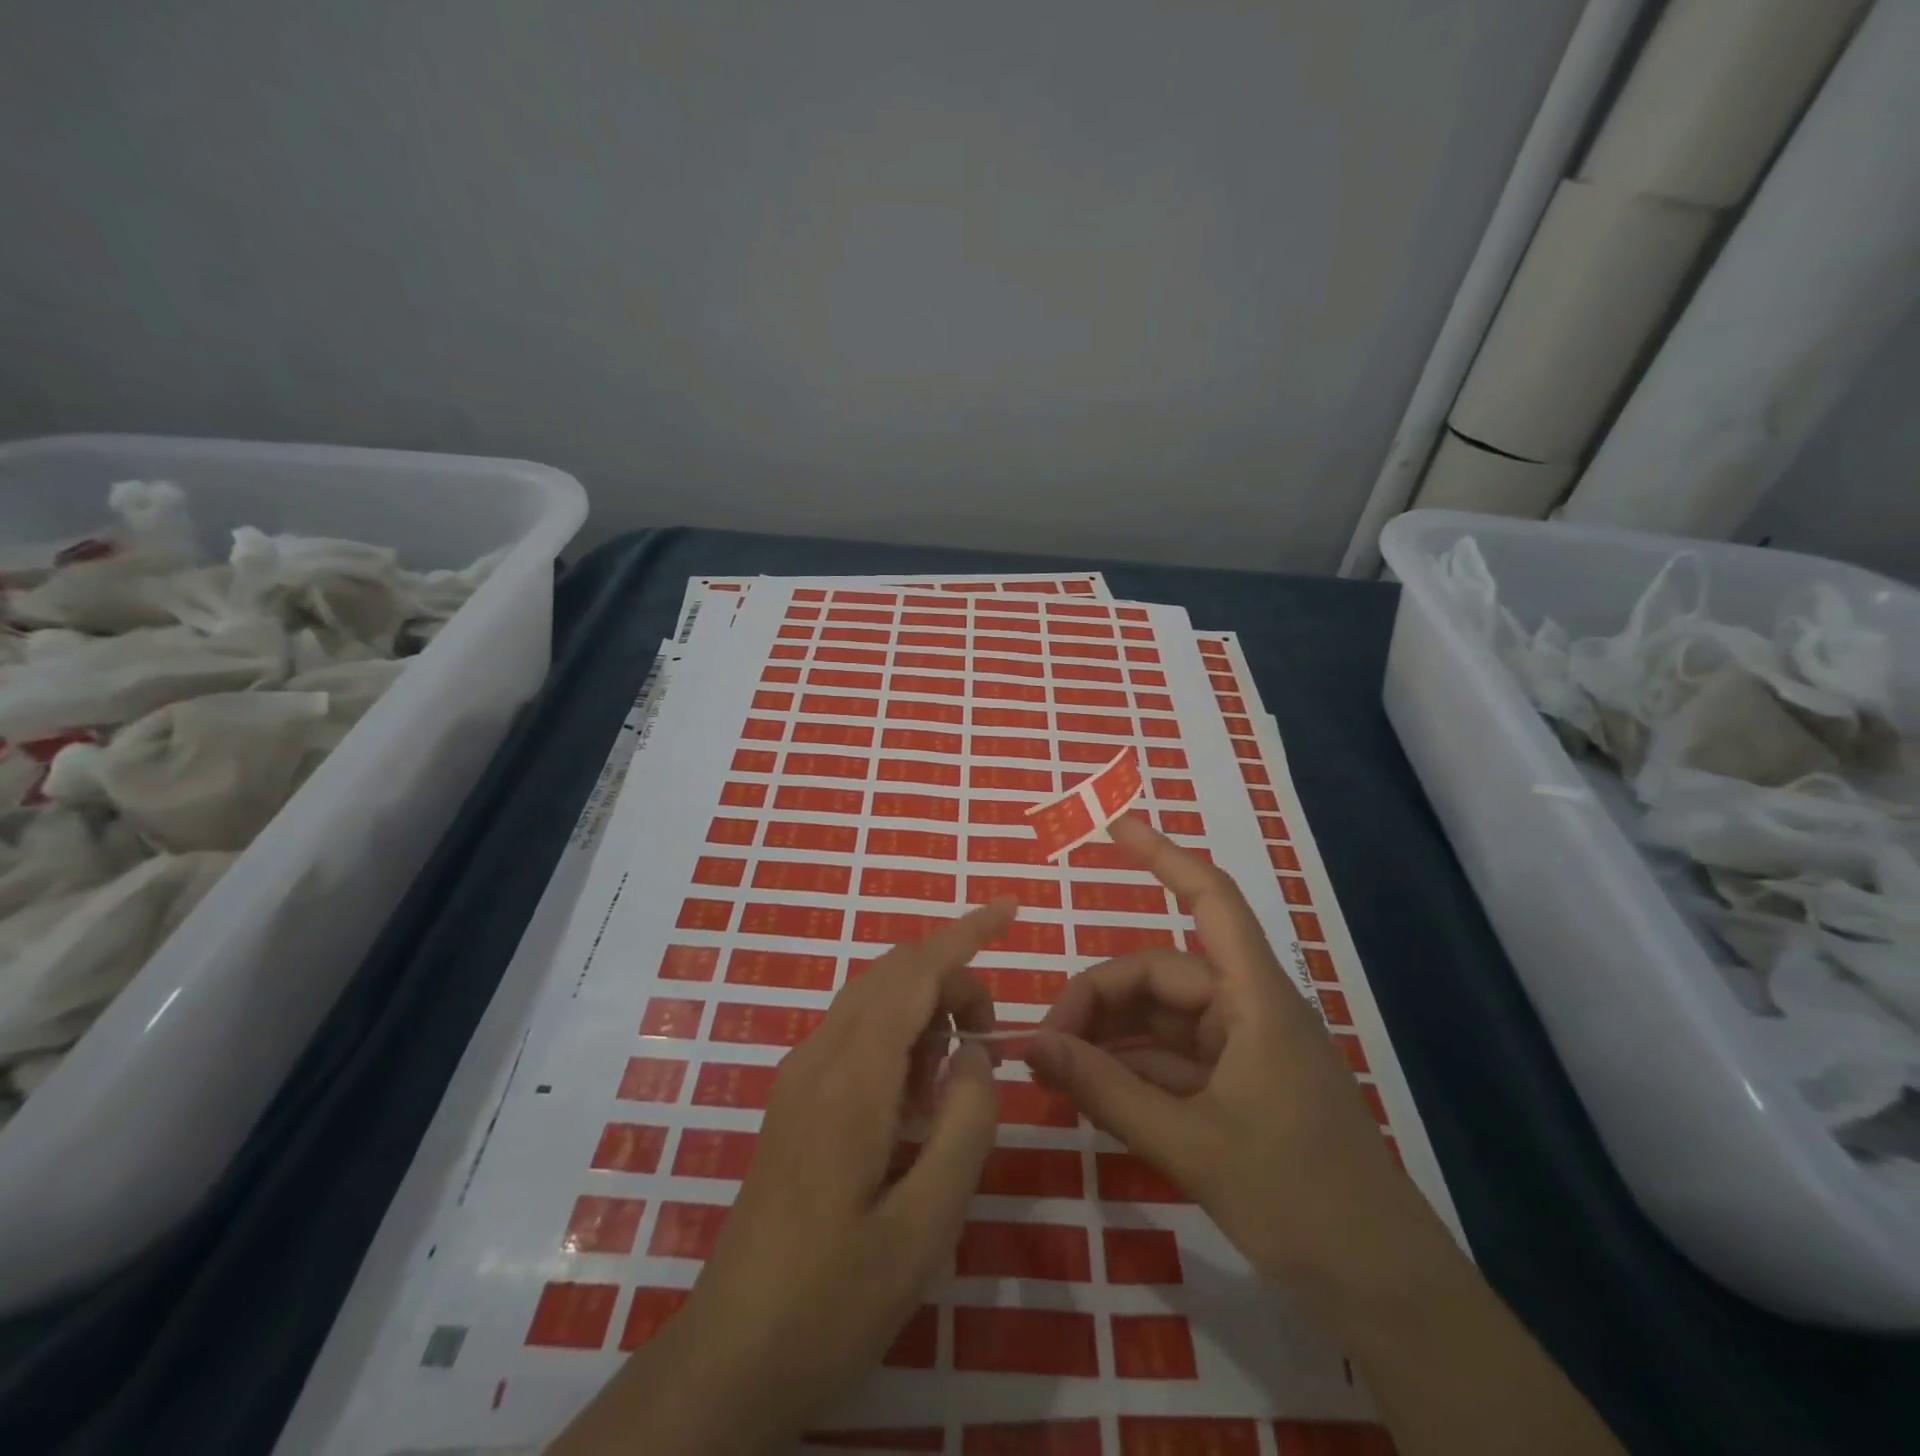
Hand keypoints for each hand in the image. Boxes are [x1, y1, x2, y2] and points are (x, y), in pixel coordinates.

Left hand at [551, 898, 1013, 1455]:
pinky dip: (900, 1035)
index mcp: (851, 1078)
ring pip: (872, 999)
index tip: (1010, 909)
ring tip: (958, 1073)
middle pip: (893, 975)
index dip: (965, 933)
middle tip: (991, 1038)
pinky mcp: (795, 1098)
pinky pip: (855, 1032)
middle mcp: (819, 1058)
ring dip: (925, 1008)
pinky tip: (917, 1098)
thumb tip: (974, 1052)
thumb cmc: (834, 1299)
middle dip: (952, 979)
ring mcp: (799, 1075)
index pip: (914, 972)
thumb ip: (965, 1126)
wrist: (731, 1355)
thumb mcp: (925, 1227)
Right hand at [1027, 815, 1426, 1302]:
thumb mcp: (1191, 1144)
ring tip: (1056, 1067)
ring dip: (1110, 1036)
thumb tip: (1032, 1046)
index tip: (1116, 827)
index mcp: (1255, 999)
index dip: (1164, 856)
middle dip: (1099, 998)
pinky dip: (1131, 1068)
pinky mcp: (1239, 1090)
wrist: (1385, 1292)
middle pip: (1161, 974)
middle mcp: (1248, 1011)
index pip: (1210, 901)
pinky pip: (1172, 1060)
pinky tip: (1091, 1090)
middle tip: (1044, 1044)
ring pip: (1161, 1019)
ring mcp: (1244, 1051)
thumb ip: (1107, 1091)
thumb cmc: (1300, 1200)